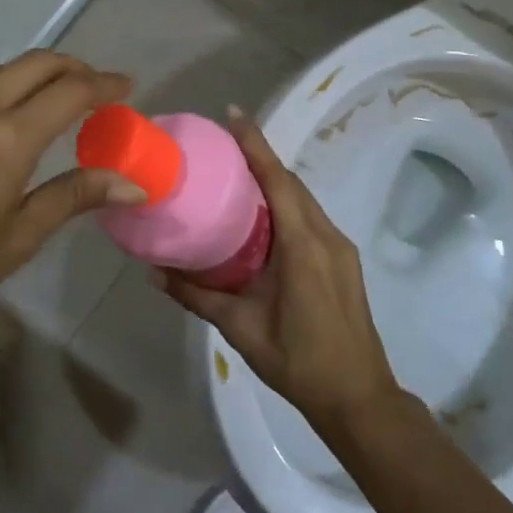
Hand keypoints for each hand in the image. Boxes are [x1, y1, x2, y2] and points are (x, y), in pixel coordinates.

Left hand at [0, 49, 139, 351]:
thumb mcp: (17, 238)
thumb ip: (73, 196)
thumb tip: (133, 183)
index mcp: (9, 138)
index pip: (71, 92)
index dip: (104, 85)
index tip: (129, 87)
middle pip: (38, 65)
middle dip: (75, 69)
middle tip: (100, 90)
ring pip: (3, 67)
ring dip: (38, 69)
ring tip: (60, 88)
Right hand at [159, 107, 401, 430]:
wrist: (359, 398)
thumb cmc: (299, 361)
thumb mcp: (240, 328)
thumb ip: (197, 296)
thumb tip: (153, 272)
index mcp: (303, 245)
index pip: (277, 180)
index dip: (255, 144)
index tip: (233, 114)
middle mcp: (326, 236)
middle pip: (290, 183)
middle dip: (260, 157)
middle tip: (223, 144)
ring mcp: (339, 248)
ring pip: (303, 199)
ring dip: (273, 180)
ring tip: (237, 173)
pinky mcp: (343, 260)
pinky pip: (311, 216)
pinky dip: (285, 202)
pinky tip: (262, 215)